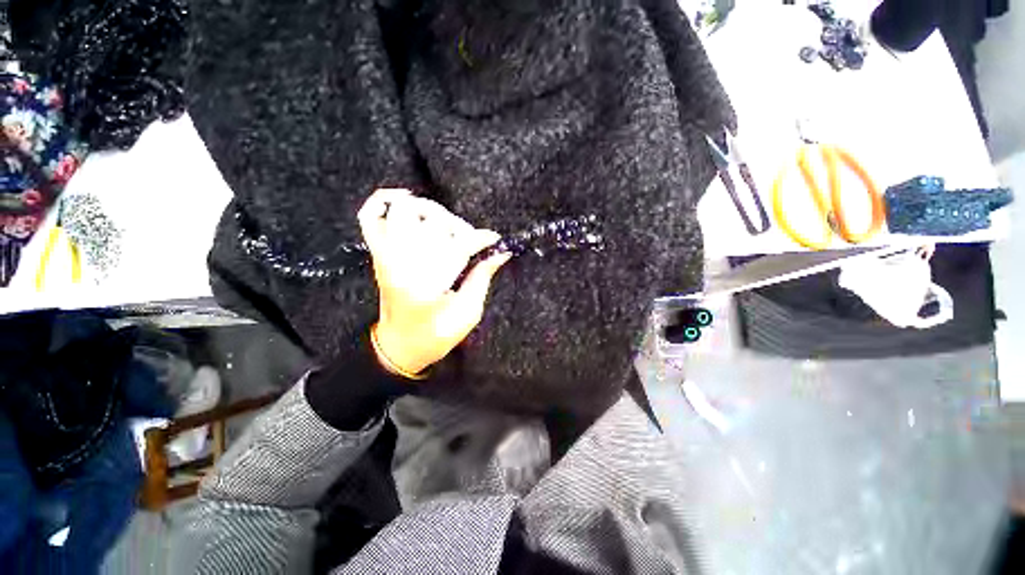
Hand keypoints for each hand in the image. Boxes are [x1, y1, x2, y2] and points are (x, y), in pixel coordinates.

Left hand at [357, 188, 509, 376]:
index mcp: (427, 285)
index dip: (481, 238)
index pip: (458, 245)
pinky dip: (384, 200)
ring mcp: (386, 256)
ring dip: (431, 211)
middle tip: (471, 241)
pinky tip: (406, 199)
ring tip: (446, 225)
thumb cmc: (436, 336)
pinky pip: (369, 217)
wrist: (399, 346)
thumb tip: (501, 253)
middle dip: (460, 227)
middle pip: (432, 223)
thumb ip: (482, 278)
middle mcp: (402, 265)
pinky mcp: (378, 255)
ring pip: (404, 211)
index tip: (495, 240)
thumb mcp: (467, 313)